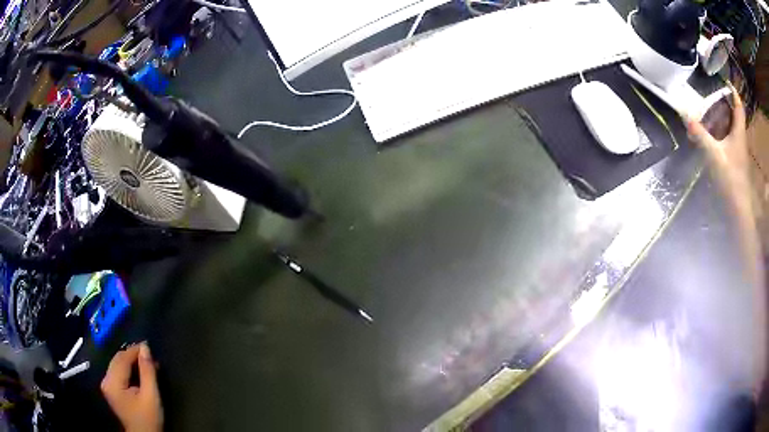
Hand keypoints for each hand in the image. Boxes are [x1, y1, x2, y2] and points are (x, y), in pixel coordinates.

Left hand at [101, 342, 162, 431]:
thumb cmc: (148, 418)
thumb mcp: (151, 396)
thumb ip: (147, 371)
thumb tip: (145, 347)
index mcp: (112, 382)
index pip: (122, 359)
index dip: (134, 350)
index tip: (148, 345)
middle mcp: (105, 380)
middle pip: (118, 360)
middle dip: (133, 355)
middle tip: (149, 354)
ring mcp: (107, 385)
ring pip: (117, 364)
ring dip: (131, 362)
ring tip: (146, 363)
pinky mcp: (111, 389)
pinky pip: (118, 372)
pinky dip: (128, 369)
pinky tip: (139, 372)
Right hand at [686, 87, 749, 191]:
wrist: (738, 209)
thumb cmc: (730, 180)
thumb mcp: (714, 155)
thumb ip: (700, 135)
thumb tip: (685, 115)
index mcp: (738, 132)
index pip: (738, 105)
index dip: (732, 91)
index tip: (724, 80)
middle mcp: (740, 137)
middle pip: (734, 113)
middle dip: (724, 101)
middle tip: (711, 92)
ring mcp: (738, 149)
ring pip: (731, 126)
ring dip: (722, 116)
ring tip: (708, 109)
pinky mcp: (734, 159)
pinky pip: (728, 137)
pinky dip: (721, 131)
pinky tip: (712, 133)